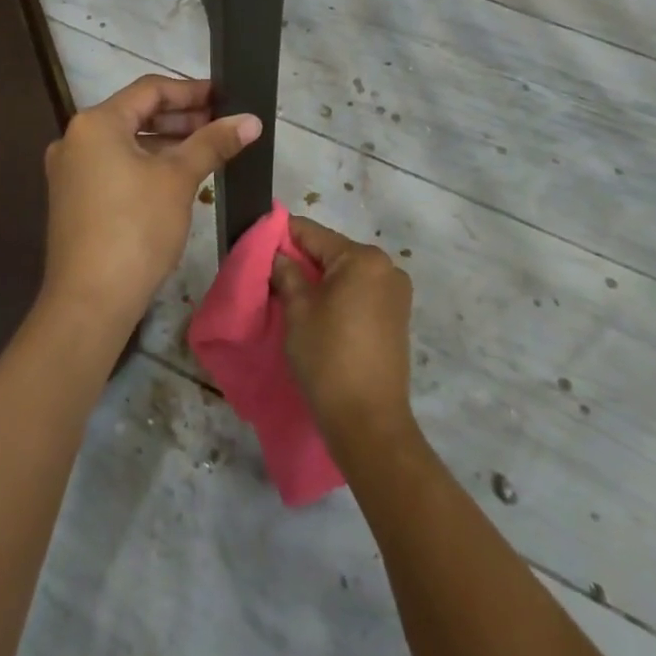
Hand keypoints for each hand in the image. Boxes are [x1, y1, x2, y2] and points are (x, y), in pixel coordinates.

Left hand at [42, 75, 260, 335]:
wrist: (89, 302)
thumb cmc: (136, 228)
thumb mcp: (179, 179)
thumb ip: (213, 143)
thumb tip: (251, 119)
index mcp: (96, 123)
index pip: (150, 90)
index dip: (191, 91)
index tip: (225, 97)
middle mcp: (76, 139)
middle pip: (136, 114)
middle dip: (181, 118)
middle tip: (221, 125)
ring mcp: (71, 170)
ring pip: (126, 142)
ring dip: (166, 142)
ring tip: (207, 150)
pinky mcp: (74, 199)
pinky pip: (115, 166)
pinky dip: (147, 164)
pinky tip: (177, 177)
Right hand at [271, 216, 415, 456]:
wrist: (368, 421)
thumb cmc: (328, 357)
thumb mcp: (297, 310)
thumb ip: (286, 273)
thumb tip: (278, 256)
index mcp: (362, 258)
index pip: (313, 233)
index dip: (282, 236)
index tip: (258, 244)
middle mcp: (386, 267)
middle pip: (332, 251)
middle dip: (302, 260)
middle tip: (271, 275)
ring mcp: (396, 293)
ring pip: (346, 273)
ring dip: (320, 280)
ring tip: (292, 296)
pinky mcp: (397, 317)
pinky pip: (360, 292)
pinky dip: (338, 296)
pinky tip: (318, 313)